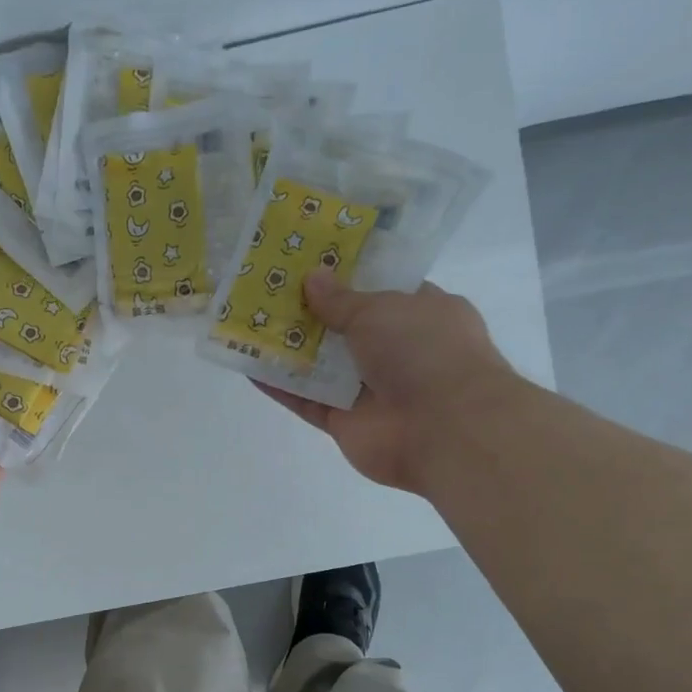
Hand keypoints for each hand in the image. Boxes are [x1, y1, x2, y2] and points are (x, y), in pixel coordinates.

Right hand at [257, 273, 517, 491]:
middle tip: (267, 289)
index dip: (347, 277)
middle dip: (309, 311)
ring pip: (321, 366)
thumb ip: (341, 299)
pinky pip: (306, 400)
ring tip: (248, 322)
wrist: (443, 429)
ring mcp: (369, 389)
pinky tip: (248, 366)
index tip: (309, 263)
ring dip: (288, 348)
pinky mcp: (344, 422)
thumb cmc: (424, 351)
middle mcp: (396, 350)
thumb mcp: (380, 309)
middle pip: (344, 328)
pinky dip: (280, 386)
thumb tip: (312, 278)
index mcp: (420, 313)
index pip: (381, 290)